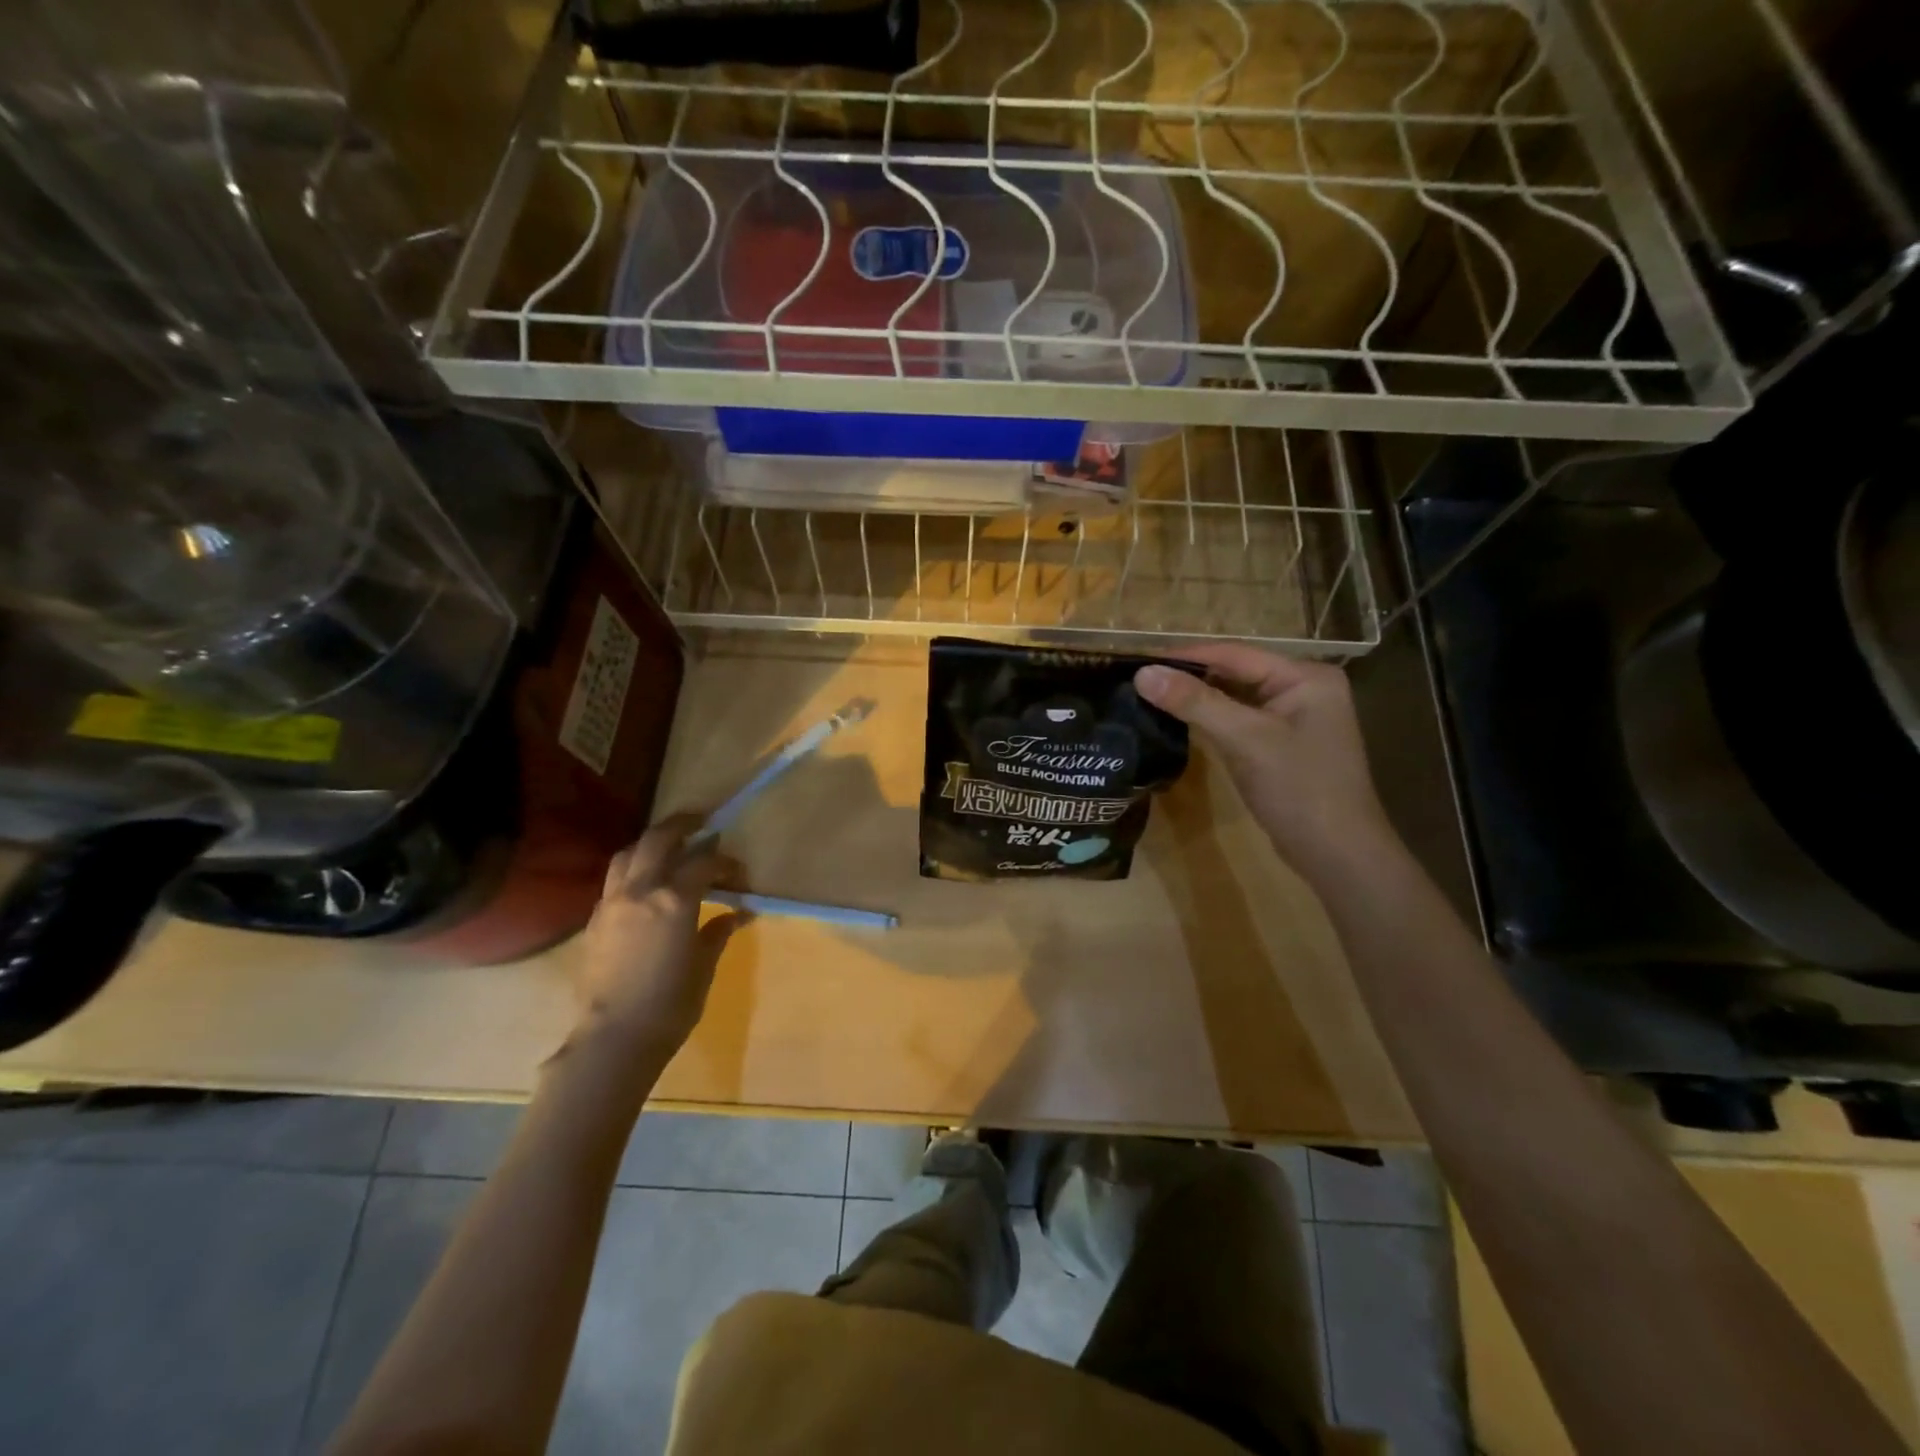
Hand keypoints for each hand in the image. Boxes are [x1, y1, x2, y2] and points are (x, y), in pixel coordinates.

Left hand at [574, 816, 743, 1057]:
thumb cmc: (670, 1004)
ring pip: (628, 854)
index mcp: (674, 899)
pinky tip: (645, 885)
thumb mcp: (703, 965)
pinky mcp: (595, 920)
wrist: (614, 1038)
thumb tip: (737, 913)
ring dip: (651, 843)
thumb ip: (717, 931)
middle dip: (683, 825)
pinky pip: (614, 880)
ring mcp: (612, 902)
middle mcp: (640, 890)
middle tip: (701, 822)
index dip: (726, 862)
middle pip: (659, 839)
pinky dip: (633, 870)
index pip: (705, 862)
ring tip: (668, 846)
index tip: (739, 872)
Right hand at [1135, 644, 1396, 881]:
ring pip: (1234, 698)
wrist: (1337, 855)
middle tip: (1139, 680)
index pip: (1234, 654)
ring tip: (1149, 696)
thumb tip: (1142, 673)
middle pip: (1235, 673)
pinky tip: (1178, 722)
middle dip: (1189, 677)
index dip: (1185, 656)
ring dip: (1196, 699)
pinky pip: (1239, 721)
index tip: (1139, 661)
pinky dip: (1210, 720)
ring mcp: (1293, 718)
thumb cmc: (1299, 789)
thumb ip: (1194, 703)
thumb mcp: (1245, 740)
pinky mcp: (1281, 744)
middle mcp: (1302, 688)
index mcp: (1304, 676)